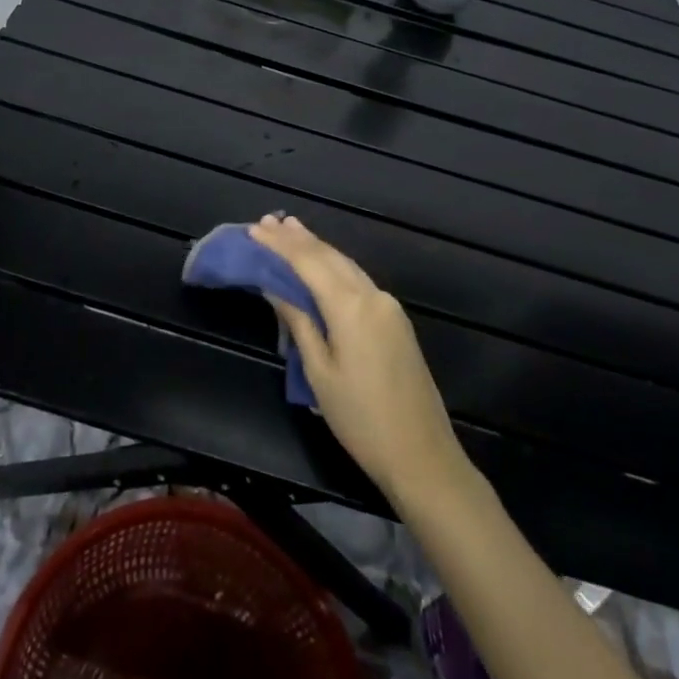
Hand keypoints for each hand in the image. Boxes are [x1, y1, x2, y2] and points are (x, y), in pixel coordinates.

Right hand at [252, 214, 468, 505]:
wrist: (423, 456)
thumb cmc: (361, 420)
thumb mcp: (320, 372)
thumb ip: (299, 322)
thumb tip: (275, 287)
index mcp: (351, 306)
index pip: (308, 262)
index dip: (280, 245)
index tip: (255, 229)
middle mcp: (373, 296)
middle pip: (330, 256)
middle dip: (298, 239)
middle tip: (268, 222)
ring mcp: (389, 306)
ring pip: (346, 265)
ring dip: (317, 248)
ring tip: (290, 230)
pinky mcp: (396, 320)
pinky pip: (358, 281)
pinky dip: (334, 266)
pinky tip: (321, 263)